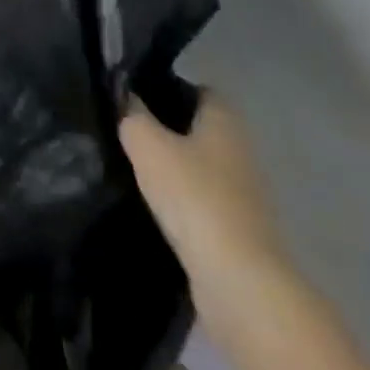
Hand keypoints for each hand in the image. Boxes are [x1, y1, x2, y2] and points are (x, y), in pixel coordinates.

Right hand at [119, 93, 284, 322]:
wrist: (239, 283)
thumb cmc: (194, 195)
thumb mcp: (146, 143)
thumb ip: (132, 115)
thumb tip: (125, 98)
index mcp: (225, 119)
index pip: (197, 89)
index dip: (167, 87)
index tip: (134, 95)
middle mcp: (241, 150)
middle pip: (198, 129)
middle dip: (166, 129)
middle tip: (127, 131)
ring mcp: (245, 195)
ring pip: (199, 168)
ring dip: (173, 170)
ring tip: (134, 169)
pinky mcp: (240, 233)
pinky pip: (203, 204)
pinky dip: (182, 205)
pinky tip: (153, 208)